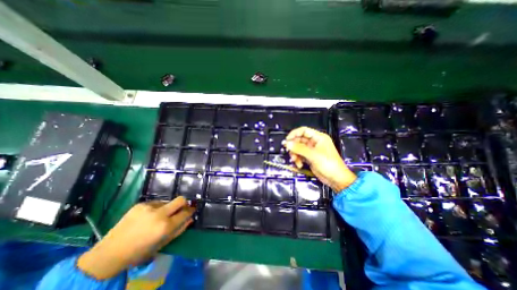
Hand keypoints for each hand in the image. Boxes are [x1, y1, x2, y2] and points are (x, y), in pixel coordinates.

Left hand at [77, 196, 194, 279]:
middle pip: (181, 199)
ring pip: (168, 201)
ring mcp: (149, 207)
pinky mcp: (141, 204)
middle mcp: (159, 213)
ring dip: (168, 208)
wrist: (109, 253)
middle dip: (184, 203)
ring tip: (159, 217)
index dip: (191, 210)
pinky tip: (149, 217)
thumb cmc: (139, 252)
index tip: (192, 210)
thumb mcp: (162, 244)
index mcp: (165, 226)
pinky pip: (156, 202)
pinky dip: (157, 208)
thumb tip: (190, 218)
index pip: (186, 212)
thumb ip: (179, 230)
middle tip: (181, 209)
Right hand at [282, 127, 355, 191]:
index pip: (304, 131)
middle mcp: (314, 142)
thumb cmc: (328, 164)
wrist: (336, 179)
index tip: (287, 140)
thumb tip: (287, 143)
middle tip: (289, 151)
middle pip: (299, 140)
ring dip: (295, 154)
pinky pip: (300, 155)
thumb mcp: (313, 155)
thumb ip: (299, 148)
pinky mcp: (309, 158)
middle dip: (294, 146)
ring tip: (295, 160)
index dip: (294, 134)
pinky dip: (298, 159)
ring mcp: (311, 150)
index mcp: (318, 137)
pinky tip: (299, 165)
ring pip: (298, 148)